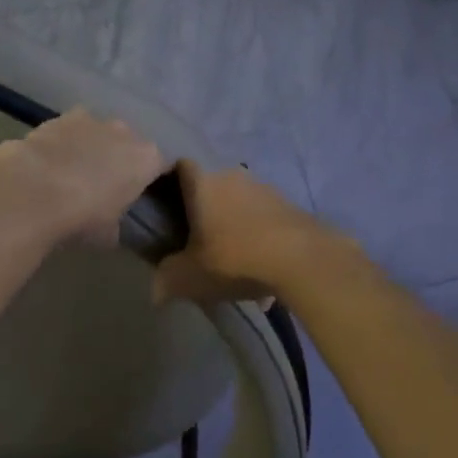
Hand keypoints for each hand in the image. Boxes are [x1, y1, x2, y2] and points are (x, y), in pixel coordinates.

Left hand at [0, 110, 167, 249]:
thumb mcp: (109, 234)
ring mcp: (92, 120)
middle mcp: (125, 132)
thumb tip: (112, 225)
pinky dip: (65, 141)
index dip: (151, 179)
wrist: (34, 190)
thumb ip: (118, 223)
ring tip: (74, 171)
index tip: (140, 193)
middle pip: (129, 144)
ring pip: (100, 132)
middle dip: (120, 159)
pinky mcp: (60, 117)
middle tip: (105, 184)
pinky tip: (51, 161)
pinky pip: (71, 130)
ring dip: (92, 147)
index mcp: (146, 160)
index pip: (161, 166)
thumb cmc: (82, 216)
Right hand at [153, 161, 328, 303]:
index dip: (171, 180)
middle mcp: (232, 176)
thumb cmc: (234, 258)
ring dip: (235, 224)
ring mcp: (265, 187)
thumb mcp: (190, 277)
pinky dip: (259, 237)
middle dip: (205, 210)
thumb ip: (167, 280)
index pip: (180, 166)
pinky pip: (264, 218)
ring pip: (240, 203)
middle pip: (211, 186)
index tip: (165, 204)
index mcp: (203, 183)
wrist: (302, 259)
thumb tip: (155, 291)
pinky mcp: (290, 204)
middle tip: (198, 240)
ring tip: (234, 261)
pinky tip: (262, 268)